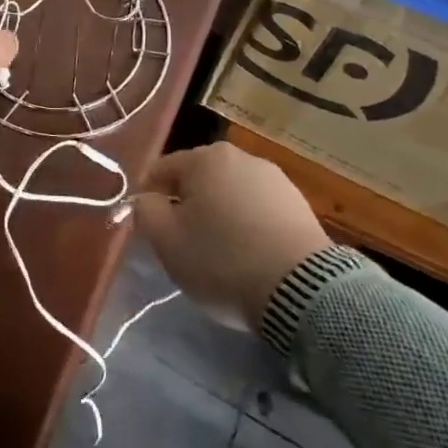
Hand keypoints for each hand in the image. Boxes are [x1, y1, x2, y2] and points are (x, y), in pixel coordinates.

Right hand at [133, 142, 331, 329]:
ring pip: (230, 193)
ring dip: (220, 214)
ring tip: (222, 253)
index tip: (151, 229)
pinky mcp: (300, 204)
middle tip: (184, 243)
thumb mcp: (167, 241)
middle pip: (198, 179)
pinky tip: (251, 255)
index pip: (162, 170)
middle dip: (188, 205)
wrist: (302, 291)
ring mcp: (274, 178)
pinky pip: (259, 209)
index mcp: (205, 158)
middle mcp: (240, 157)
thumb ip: (145, 212)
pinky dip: (249, 226)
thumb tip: (147, 200)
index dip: (149, 198)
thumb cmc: (223, 260)